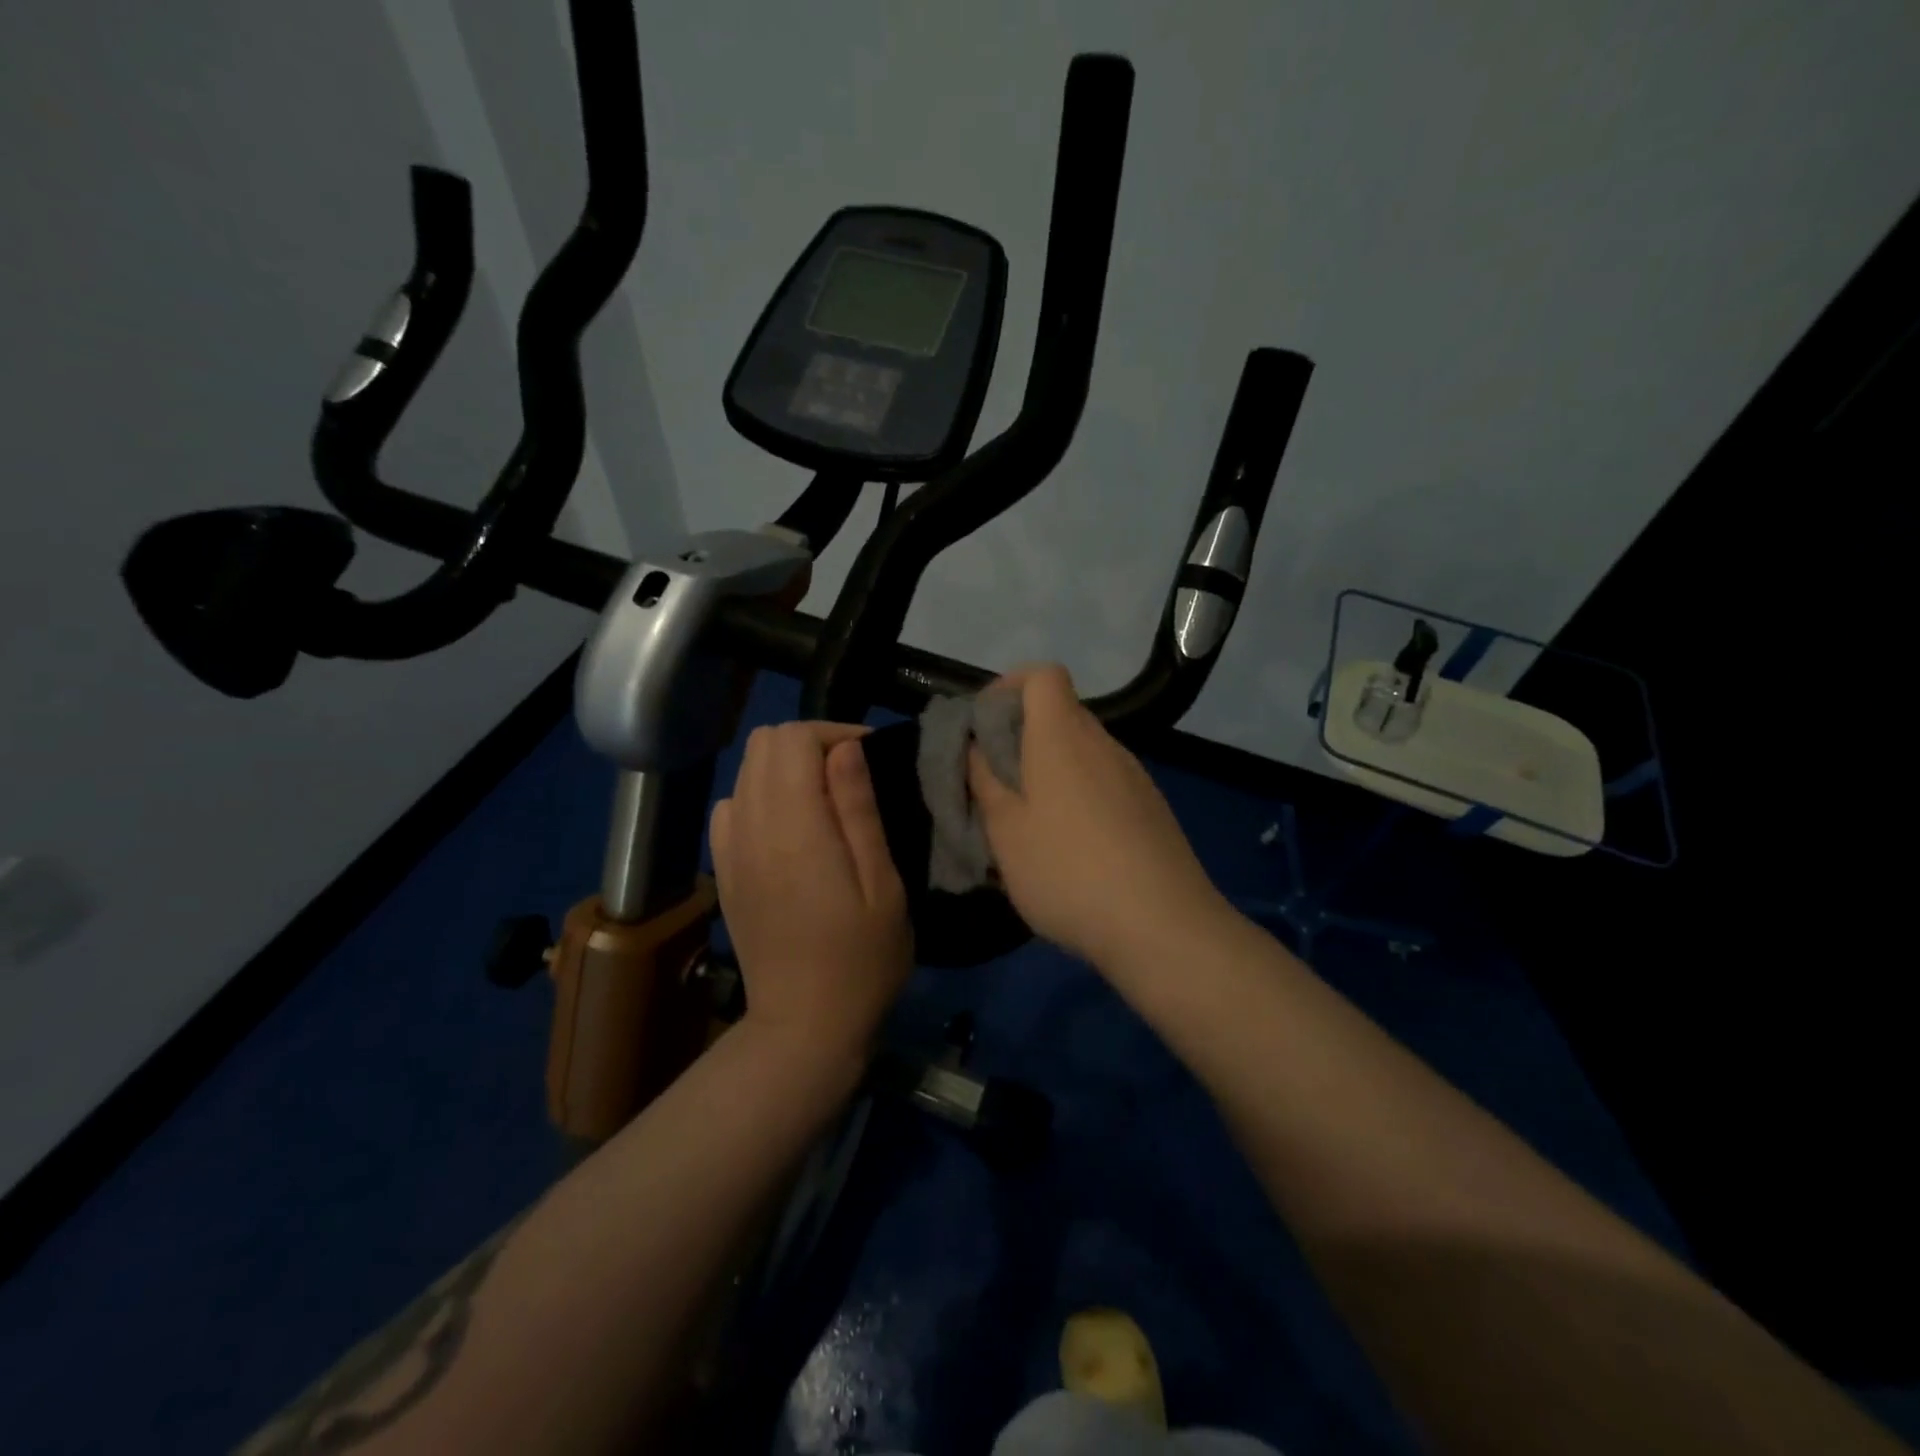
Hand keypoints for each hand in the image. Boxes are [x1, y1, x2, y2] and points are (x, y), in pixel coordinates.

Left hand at [709, 722, 911, 1060]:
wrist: (804, 1026)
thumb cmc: (862, 959)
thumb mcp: (882, 884)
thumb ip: (858, 810)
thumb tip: (846, 747)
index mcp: (794, 829)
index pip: (793, 739)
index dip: (834, 733)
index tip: (869, 757)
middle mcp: (750, 828)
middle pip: (764, 744)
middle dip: (810, 743)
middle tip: (850, 776)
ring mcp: (730, 850)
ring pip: (746, 770)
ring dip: (786, 767)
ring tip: (825, 800)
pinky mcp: (724, 871)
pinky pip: (732, 806)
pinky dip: (761, 796)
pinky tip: (790, 828)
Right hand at [968, 664, 1225, 968]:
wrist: (1163, 926)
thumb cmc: (1068, 871)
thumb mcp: (1006, 832)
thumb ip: (985, 782)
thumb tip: (977, 747)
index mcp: (1063, 736)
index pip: (1043, 675)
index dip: (1009, 686)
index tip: (984, 725)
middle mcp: (1103, 744)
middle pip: (1061, 714)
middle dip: (1022, 737)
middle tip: (994, 782)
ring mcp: (1134, 776)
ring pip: (1083, 753)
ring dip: (1050, 771)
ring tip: (1028, 823)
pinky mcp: (1152, 808)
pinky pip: (1105, 783)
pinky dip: (1079, 796)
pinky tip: (1071, 848)